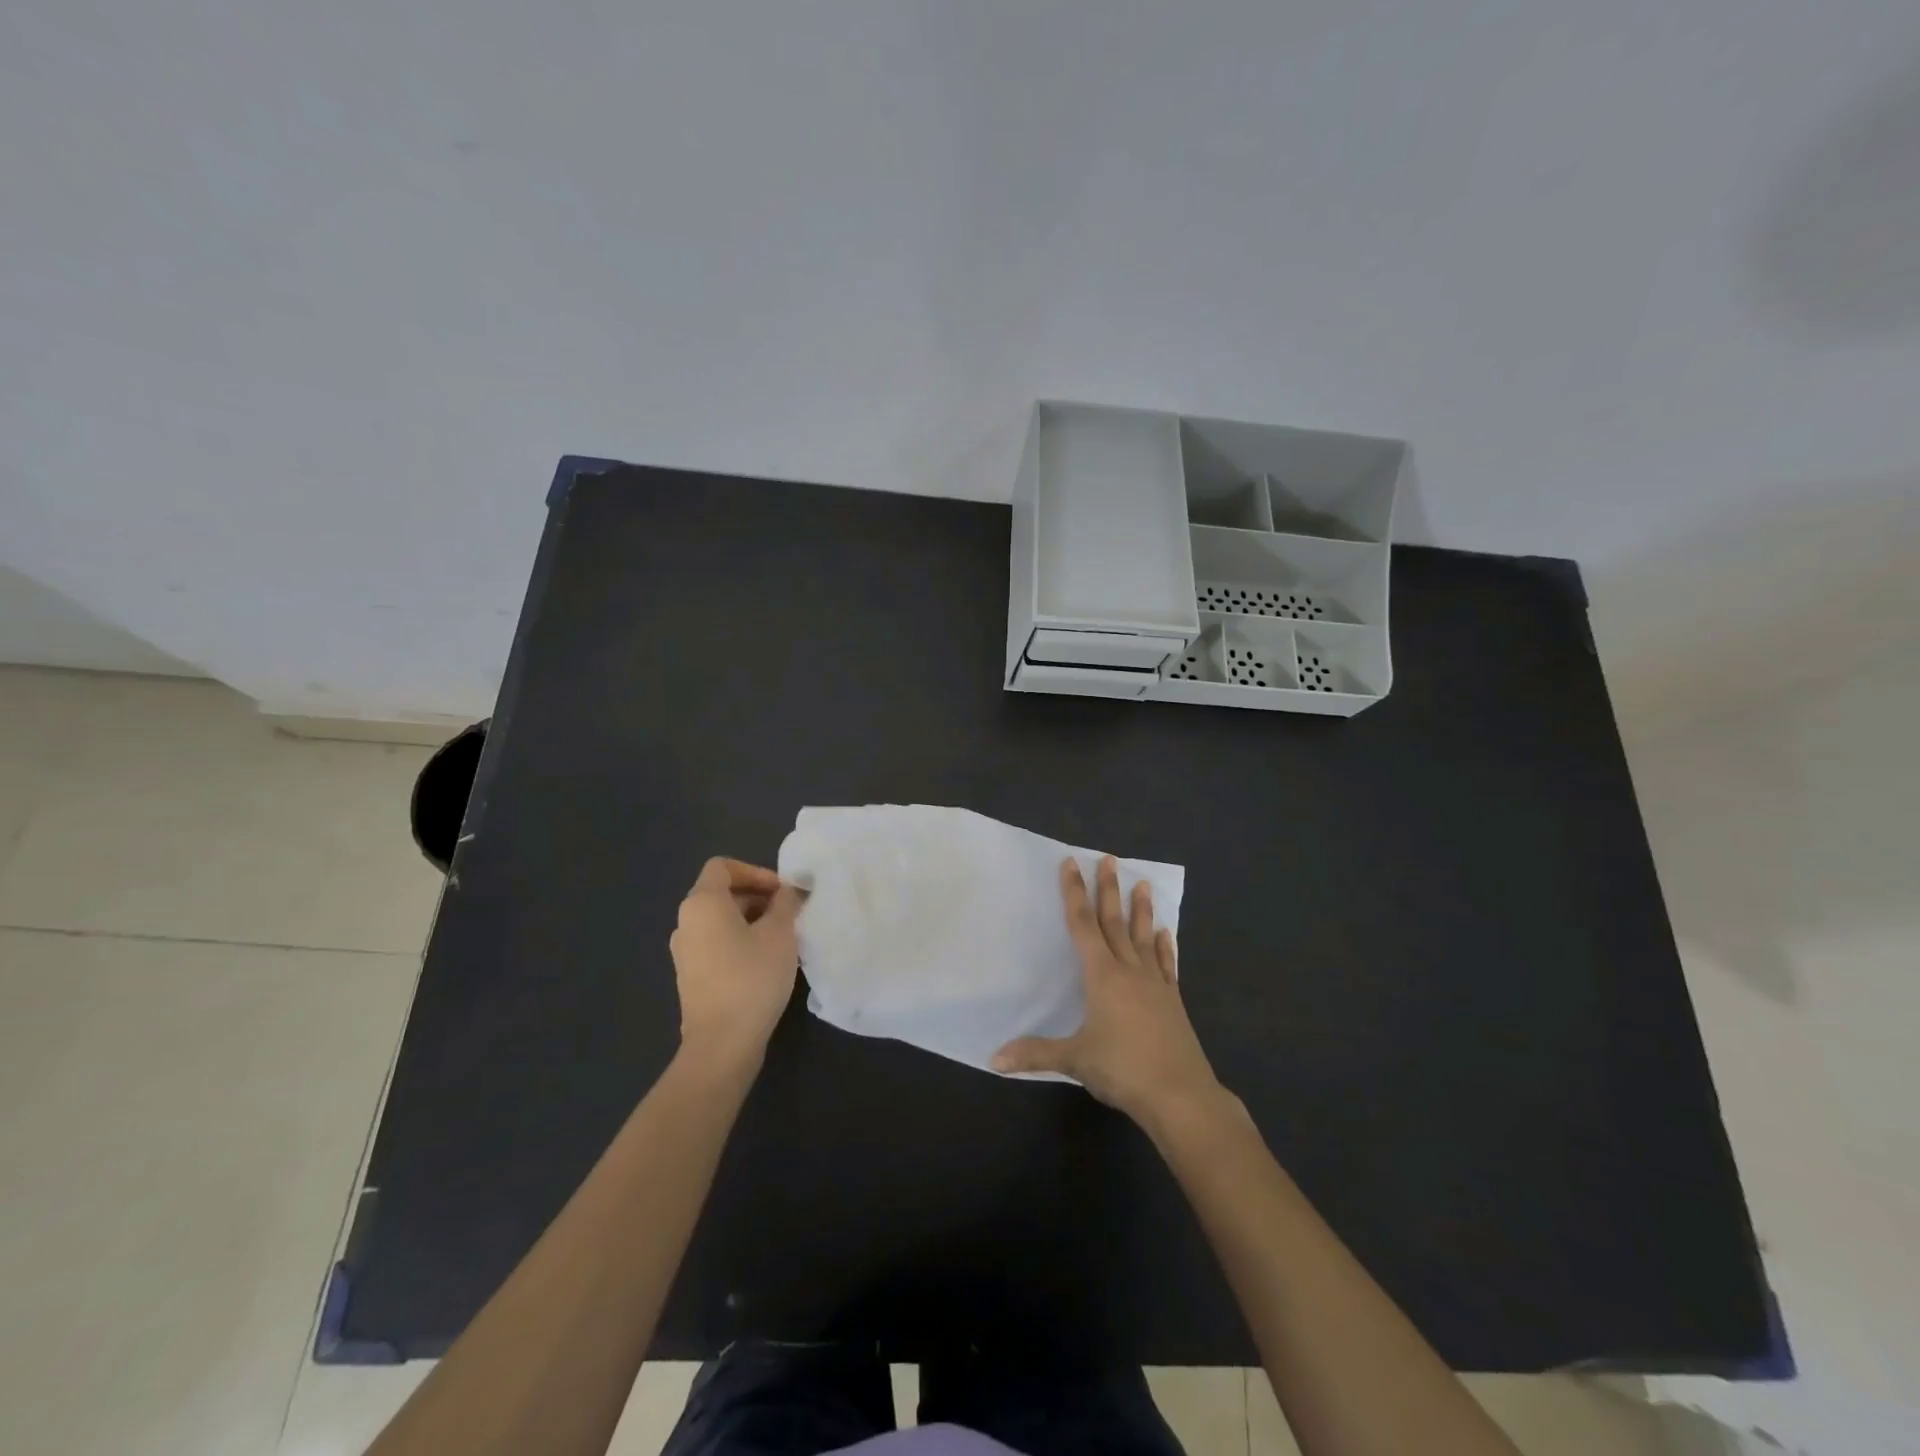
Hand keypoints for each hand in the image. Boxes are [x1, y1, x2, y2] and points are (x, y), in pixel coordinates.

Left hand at [669, 857, 803, 1069]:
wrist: (722, 1044)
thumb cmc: (752, 977)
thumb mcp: (780, 933)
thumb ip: (786, 903)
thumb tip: (790, 889)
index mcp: (702, 903)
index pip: (723, 866)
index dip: (756, 871)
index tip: (782, 892)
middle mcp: (686, 922)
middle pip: (722, 893)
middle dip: (759, 897)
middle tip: (790, 914)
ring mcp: (685, 952)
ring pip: (721, 921)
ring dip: (753, 921)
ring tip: (784, 938)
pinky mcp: (692, 977)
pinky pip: (717, 944)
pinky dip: (741, 942)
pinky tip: (767, 962)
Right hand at [993, 856, 1222, 1125]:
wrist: (1181, 1096)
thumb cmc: (1123, 1070)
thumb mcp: (1075, 1061)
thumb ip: (1035, 1054)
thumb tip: (993, 1059)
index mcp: (1103, 976)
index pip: (1083, 925)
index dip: (1074, 893)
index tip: (1071, 864)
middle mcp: (1129, 971)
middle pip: (1114, 922)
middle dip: (1108, 890)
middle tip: (1108, 860)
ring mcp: (1155, 985)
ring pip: (1144, 937)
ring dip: (1140, 910)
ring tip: (1142, 883)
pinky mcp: (1172, 1001)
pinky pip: (1166, 965)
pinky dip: (1165, 947)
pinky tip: (1167, 934)